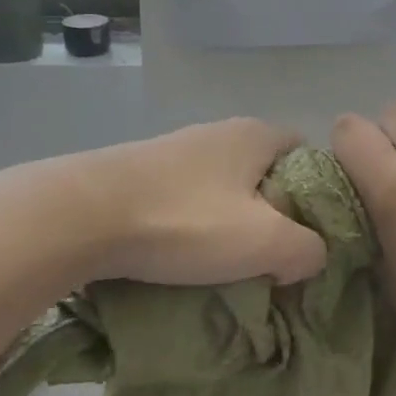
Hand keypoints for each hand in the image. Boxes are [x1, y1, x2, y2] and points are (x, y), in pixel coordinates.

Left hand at [0, 119, 327, 295]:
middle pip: (264, 173)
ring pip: (223, 187)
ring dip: (231, 222)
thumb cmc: (184, 220)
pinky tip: (182, 254)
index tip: (310, 234)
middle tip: (272, 256)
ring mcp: (175, 150)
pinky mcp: (139, 172)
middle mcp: (218, 132)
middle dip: (273, 213)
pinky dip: (193, 223)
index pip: (306, 153)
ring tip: (225, 263)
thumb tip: (310, 255)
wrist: (78, 215)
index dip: (317, 192)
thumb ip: (306, 249)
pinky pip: (186, 197)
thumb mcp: (264, 243)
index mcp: (255, 135)